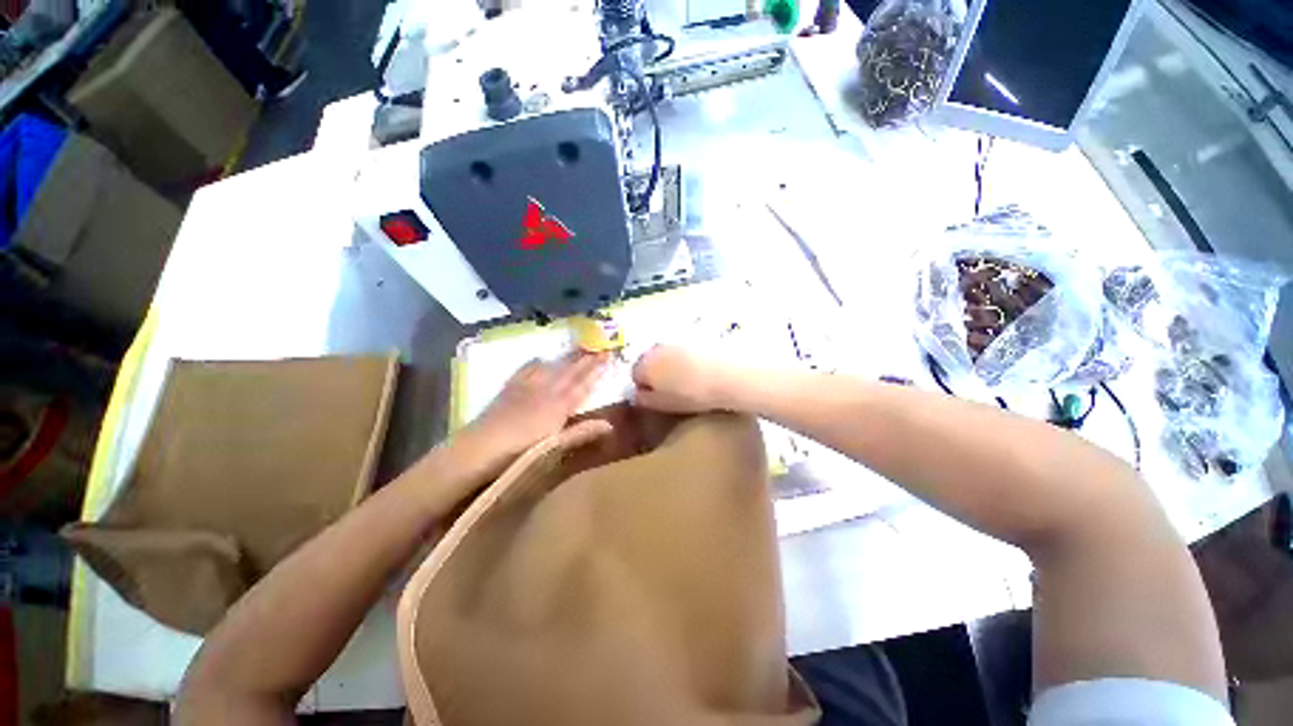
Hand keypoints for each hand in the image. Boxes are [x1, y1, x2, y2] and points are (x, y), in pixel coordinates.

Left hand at [455, 353, 608, 469]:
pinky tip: (540, 359)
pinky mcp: (510, 389)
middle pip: (569, 372)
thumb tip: (609, 424)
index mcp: (558, 406)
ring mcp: (527, 388)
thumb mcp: (554, 445)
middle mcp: (545, 391)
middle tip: (599, 345)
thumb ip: (580, 433)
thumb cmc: (520, 452)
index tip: (608, 355)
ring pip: (551, 368)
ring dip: (566, 358)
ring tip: (577, 348)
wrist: (478, 448)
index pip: (583, 384)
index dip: (596, 370)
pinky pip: (526, 370)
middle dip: (586, 359)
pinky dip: (536, 363)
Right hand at [632, 345, 740, 412]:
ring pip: (668, 355)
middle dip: (657, 373)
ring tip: (689, 381)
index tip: (657, 398)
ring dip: (673, 365)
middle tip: (673, 390)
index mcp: (644, 364)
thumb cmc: (691, 394)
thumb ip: (644, 399)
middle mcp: (656, 348)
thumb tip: (638, 394)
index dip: (645, 387)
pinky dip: (688, 359)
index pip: (635, 375)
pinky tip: (701, 371)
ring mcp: (676, 340)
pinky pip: (685, 350)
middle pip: (650, 361)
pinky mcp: (695, 337)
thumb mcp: (663, 405)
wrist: (727, 374)